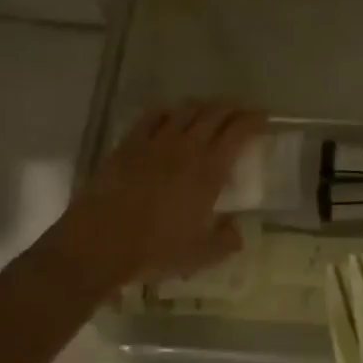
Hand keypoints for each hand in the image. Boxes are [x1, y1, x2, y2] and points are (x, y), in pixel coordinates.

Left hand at [49, 103, 265, 291]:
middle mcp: (184, 148)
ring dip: (203, 107)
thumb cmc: (154, 251)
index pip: (237, 133)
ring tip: (210, 112)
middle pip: (214, 113)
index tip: (263, 118)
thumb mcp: (201, 256)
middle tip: (242, 111)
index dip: (253, 120)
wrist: (99, 243)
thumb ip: (226, 241)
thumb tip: (235, 229)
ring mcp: (154, 142)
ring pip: (185, 110)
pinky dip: (168, 112)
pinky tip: (170, 117)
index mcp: (208, 171)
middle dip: (233, 108)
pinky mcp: (128, 144)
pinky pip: (152, 117)